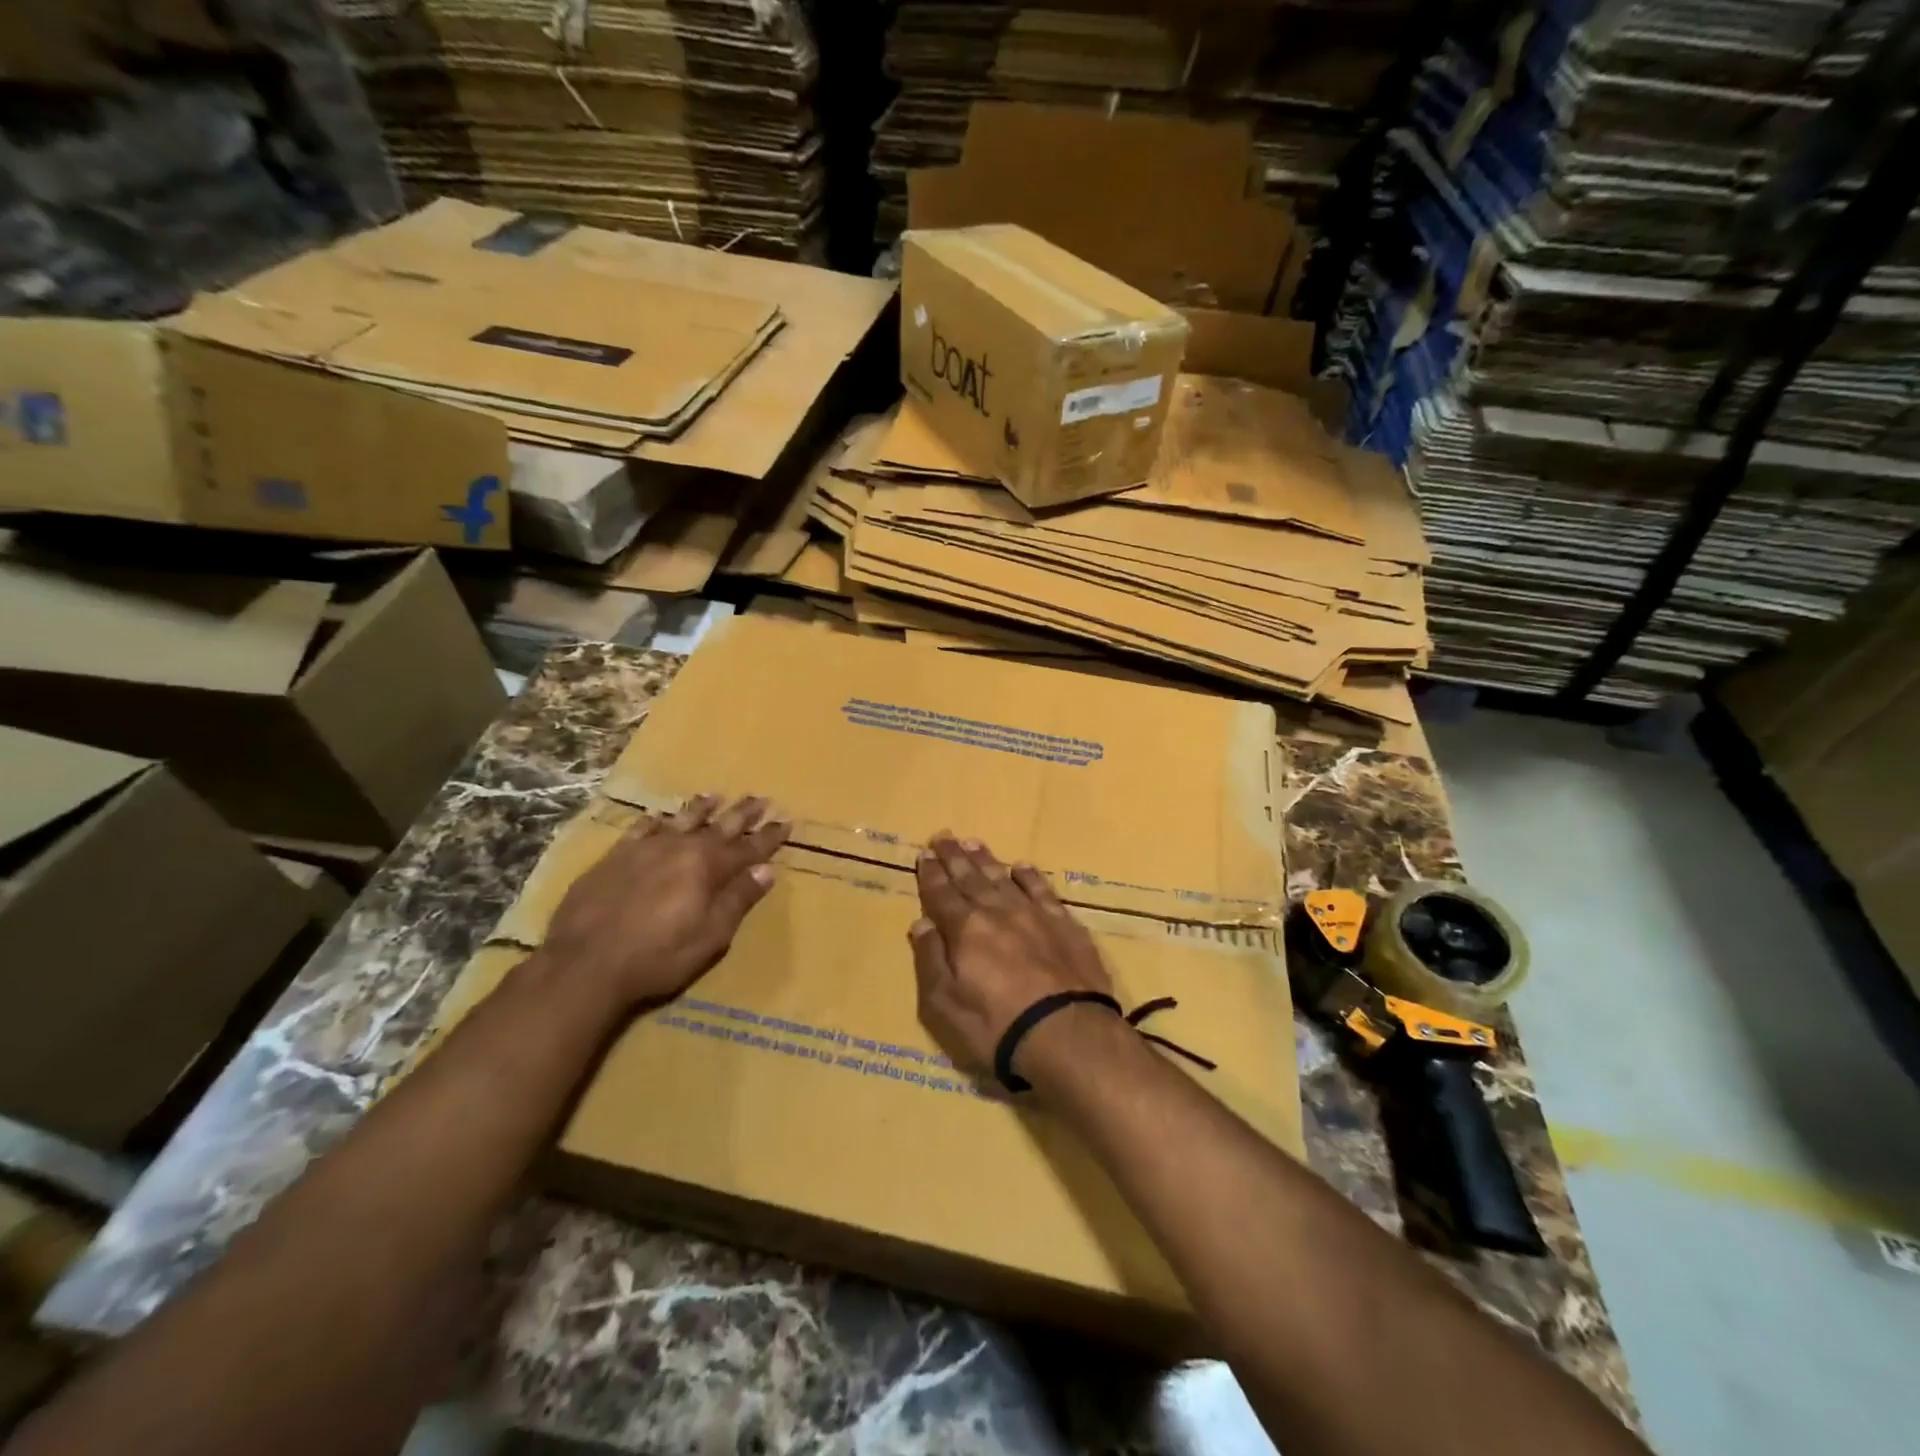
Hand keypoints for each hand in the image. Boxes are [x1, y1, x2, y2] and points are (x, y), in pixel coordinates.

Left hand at [542, 793, 787, 1008]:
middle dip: (742, 814)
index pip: (748, 847)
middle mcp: (680, 848)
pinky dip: (655, 820)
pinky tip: (660, 816)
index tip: (786, 822)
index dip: (768, 836)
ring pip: (681, 820)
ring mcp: (645, 849)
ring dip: (701, 808)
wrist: (584, 964)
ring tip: (715, 796)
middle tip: (760, 798)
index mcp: (708, 867)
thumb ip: (738, 900)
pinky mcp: (615, 857)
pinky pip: (641, 829)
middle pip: (719, 826)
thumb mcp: (710, 936)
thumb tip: (765, 870)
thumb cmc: (658, 957)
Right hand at [909, 832, 1115, 1080]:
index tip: (924, 854)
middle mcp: (997, 912)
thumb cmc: (997, 1027)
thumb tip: (921, 923)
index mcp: (965, 930)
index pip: (941, 895)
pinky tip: (1022, 866)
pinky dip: (1030, 876)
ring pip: (1003, 878)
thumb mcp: (945, 1005)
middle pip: (970, 878)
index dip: (931, 875)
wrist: (1067, 1033)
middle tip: (943, 836)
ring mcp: (1033, 914)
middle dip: (954, 857)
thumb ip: (931, 960)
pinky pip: (1042, 890)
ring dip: (986, 860)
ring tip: (973, 843)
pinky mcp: (1064, 924)